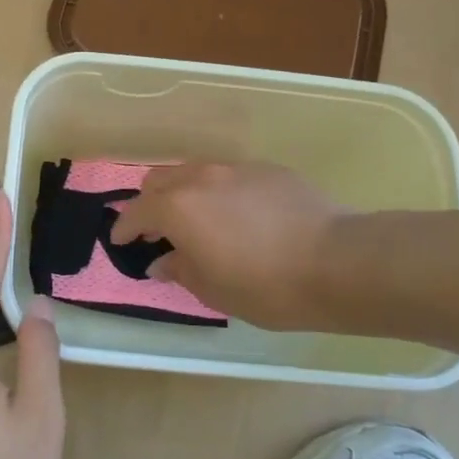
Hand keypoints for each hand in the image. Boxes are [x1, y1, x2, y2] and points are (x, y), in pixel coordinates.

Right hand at [110, 162, 346, 330]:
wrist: (337, 262)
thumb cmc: (266, 285)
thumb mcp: (214, 289)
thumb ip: (180, 269)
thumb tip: (162, 260)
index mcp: (178, 208)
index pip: (137, 212)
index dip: (125, 227)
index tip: (121, 240)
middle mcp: (201, 178)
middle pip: (160, 180)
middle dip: (151, 203)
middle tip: (158, 230)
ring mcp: (236, 169)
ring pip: (195, 172)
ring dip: (185, 192)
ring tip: (198, 220)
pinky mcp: (268, 170)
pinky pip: (230, 176)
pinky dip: (220, 192)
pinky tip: (239, 216)